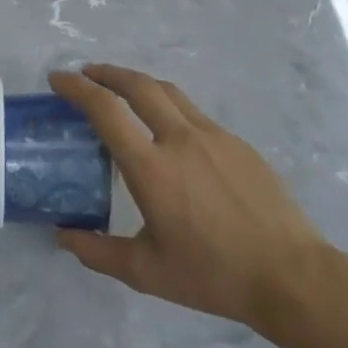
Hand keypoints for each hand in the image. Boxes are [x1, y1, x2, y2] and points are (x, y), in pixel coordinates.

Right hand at [51, 65, 339, 347]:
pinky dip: (169, 107)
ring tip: (123, 90)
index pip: (105, 110)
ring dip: (139, 83)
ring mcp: (213, 136)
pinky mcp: (237, 143)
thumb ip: (98, 252)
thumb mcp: (147, 272)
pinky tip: (169, 131)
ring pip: (169, 92)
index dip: (77, 88)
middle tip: (87, 74)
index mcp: (151, 168)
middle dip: (107, 73)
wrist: (290, 275)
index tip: (58, 79)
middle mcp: (180, 139)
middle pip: (138, 85)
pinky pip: (194, 113)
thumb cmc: (213, 275)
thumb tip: (63, 236)